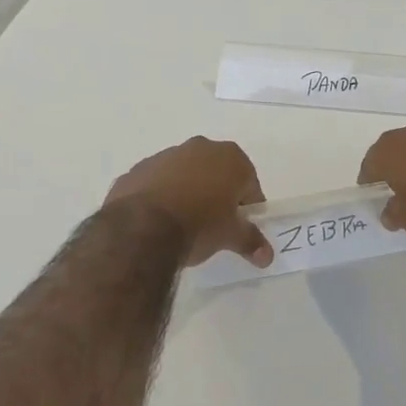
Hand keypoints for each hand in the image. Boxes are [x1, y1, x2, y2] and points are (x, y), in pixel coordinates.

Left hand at [105, 137, 272, 268]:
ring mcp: (165, 155)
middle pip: (217, 173)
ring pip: (185, 174)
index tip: (240, 227)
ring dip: (187, 192)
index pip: (249, 184)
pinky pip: (157, 182)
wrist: (141, 228)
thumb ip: (250, 241)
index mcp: (230, 157)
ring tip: (182, 224)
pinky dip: (160, 196)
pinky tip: (156, 220)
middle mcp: (200, 147)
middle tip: (213, 225)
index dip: (247, 207)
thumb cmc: (199, 225)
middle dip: (217, 194)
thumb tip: (267, 257)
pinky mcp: (138, 169)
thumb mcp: (230, 236)